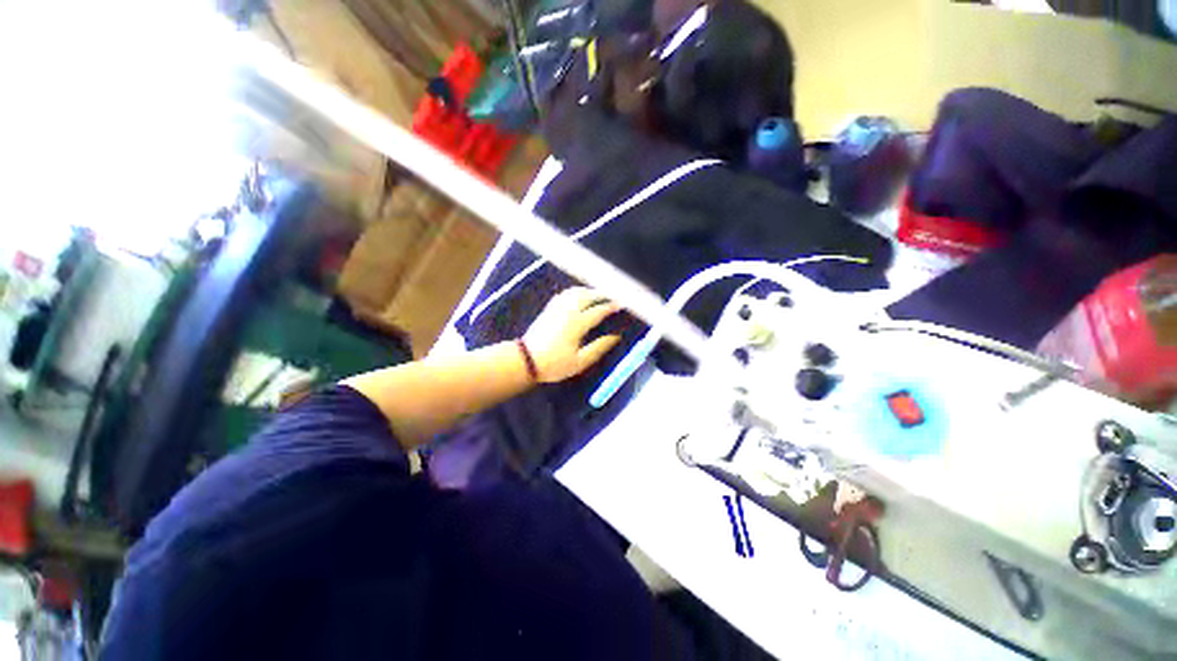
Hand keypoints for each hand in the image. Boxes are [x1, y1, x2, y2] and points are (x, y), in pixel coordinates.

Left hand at [523, 287, 622, 382]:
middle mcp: (568, 311)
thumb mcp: (580, 362)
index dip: (612, 307)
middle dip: (602, 294)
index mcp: (577, 324)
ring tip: (599, 295)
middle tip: (614, 297)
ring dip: (589, 291)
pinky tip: (579, 296)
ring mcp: (557, 308)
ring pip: (575, 292)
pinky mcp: (549, 309)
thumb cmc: (555, 364)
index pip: (598, 310)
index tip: (622, 305)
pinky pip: (565, 294)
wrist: (526, 361)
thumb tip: (615, 337)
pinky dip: (575, 292)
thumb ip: (599, 347)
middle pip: (588, 296)